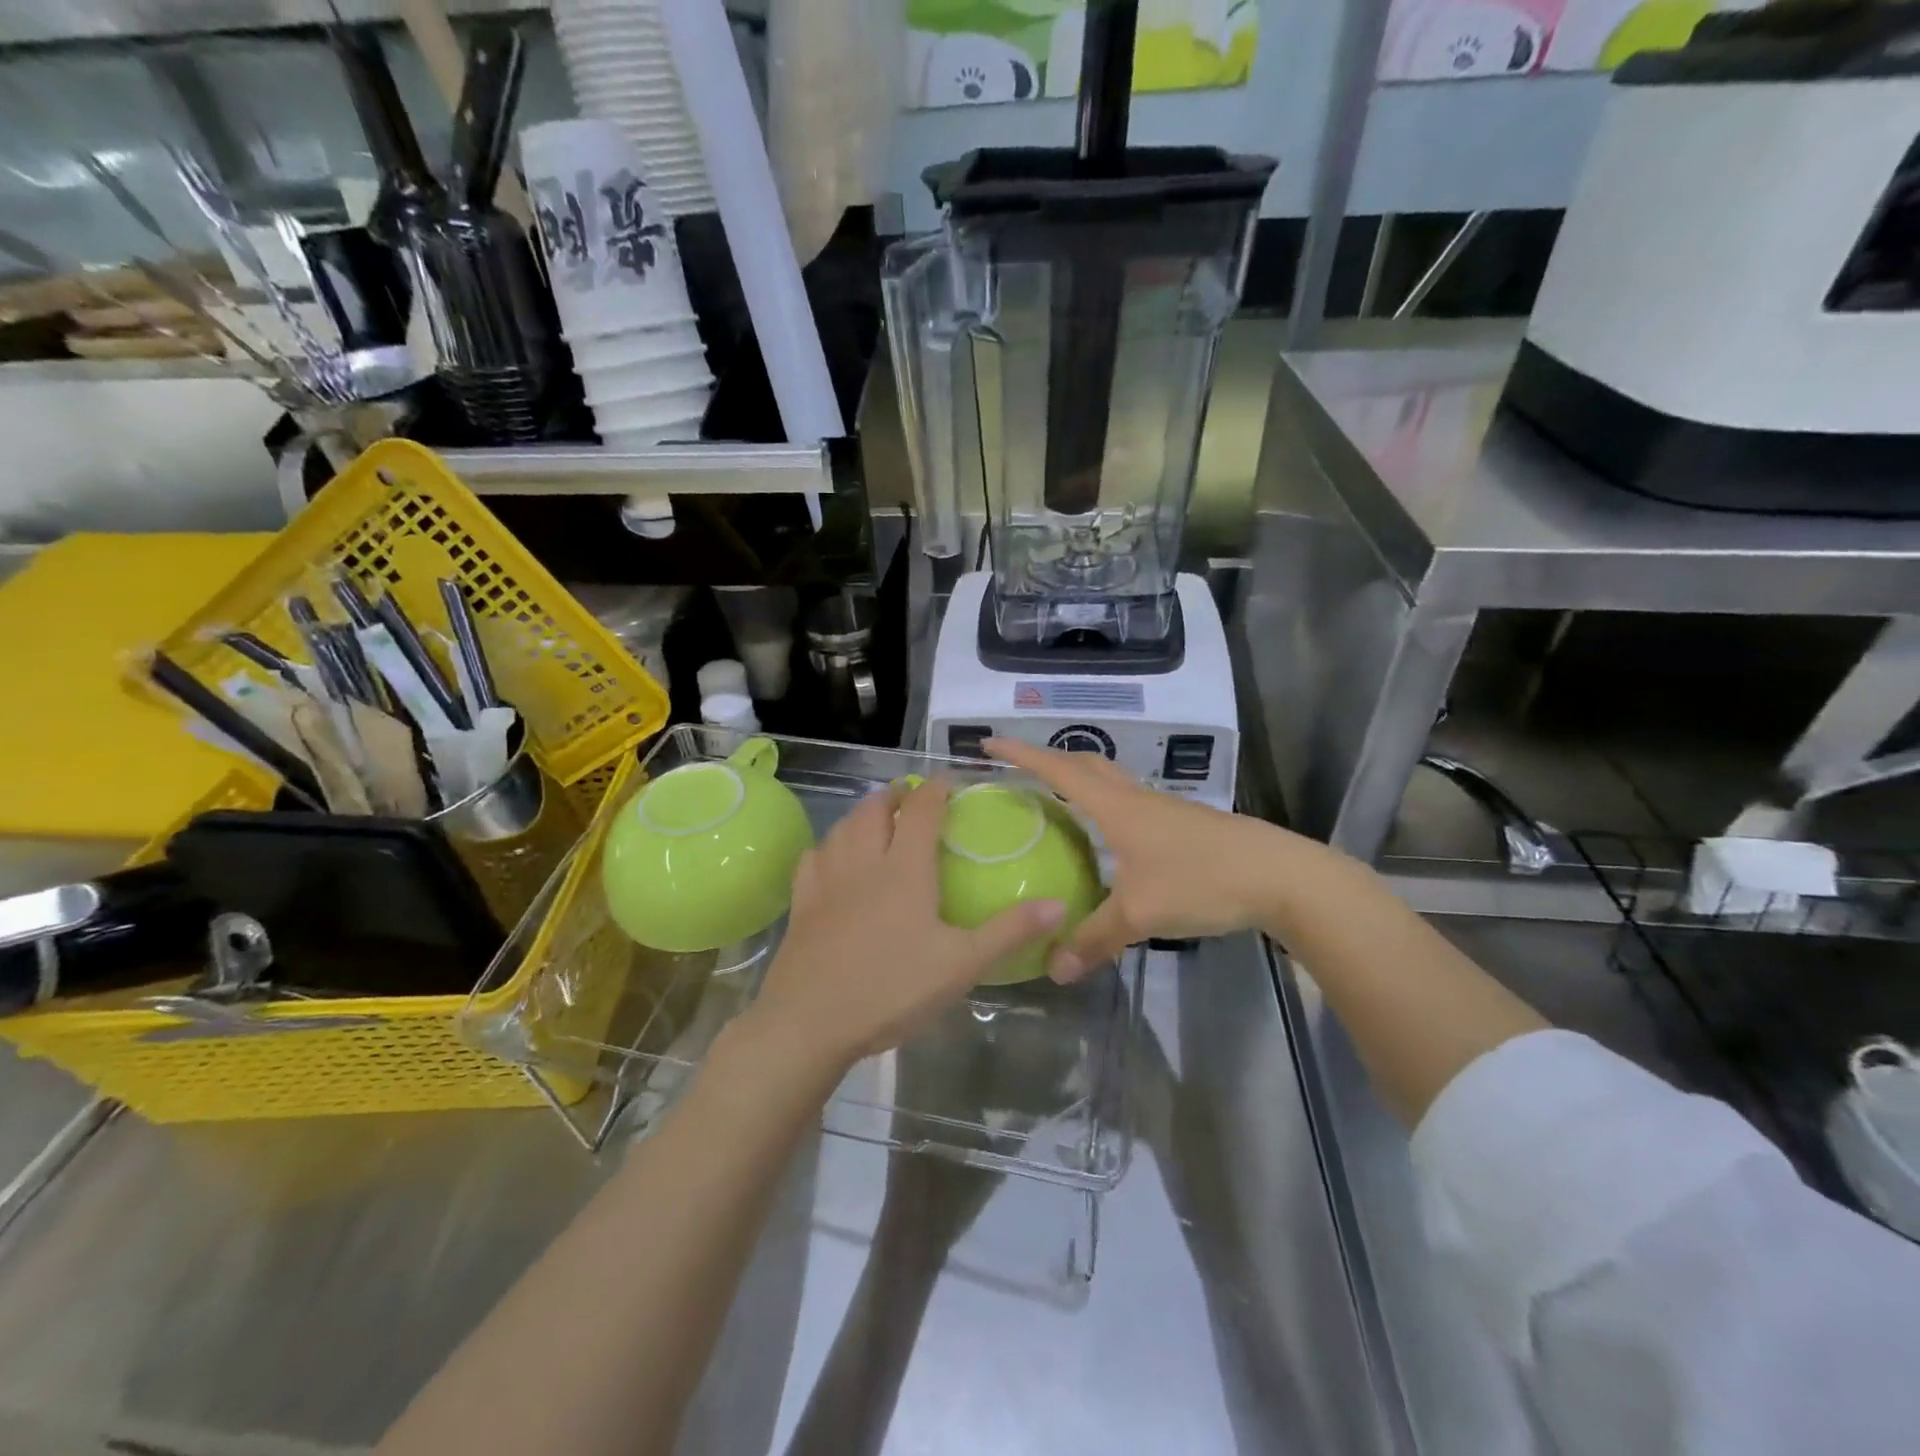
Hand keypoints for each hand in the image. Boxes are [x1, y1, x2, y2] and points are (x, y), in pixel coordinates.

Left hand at [738, 777, 1065, 1073]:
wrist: (810, 1022)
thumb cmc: (892, 988)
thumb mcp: (962, 964)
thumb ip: (1009, 931)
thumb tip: (1059, 904)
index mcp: (904, 869)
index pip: (920, 811)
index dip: (934, 789)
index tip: (947, 780)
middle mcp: (864, 862)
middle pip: (874, 810)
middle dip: (894, 795)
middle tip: (910, 797)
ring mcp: (827, 881)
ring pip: (842, 828)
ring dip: (861, 813)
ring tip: (875, 817)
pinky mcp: (802, 904)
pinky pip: (813, 857)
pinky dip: (828, 845)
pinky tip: (832, 856)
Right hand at [986, 738, 1311, 981]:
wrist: (1281, 876)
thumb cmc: (1202, 880)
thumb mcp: (1141, 914)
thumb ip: (1094, 939)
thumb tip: (1053, 968)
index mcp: (1117, 807)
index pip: (1059, 771)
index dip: (1022, 756)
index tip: (989, 743)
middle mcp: (1136, 799)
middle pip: (1087, 764)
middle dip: (1050, 761)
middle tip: (1020, 772)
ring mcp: (1163, 810)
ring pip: (1112, 783)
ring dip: (1080, 782)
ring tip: (1057, 804)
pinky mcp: (1184, 826)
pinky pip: (1131, 805)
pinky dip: (1106, 808)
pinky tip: (1109, 840)